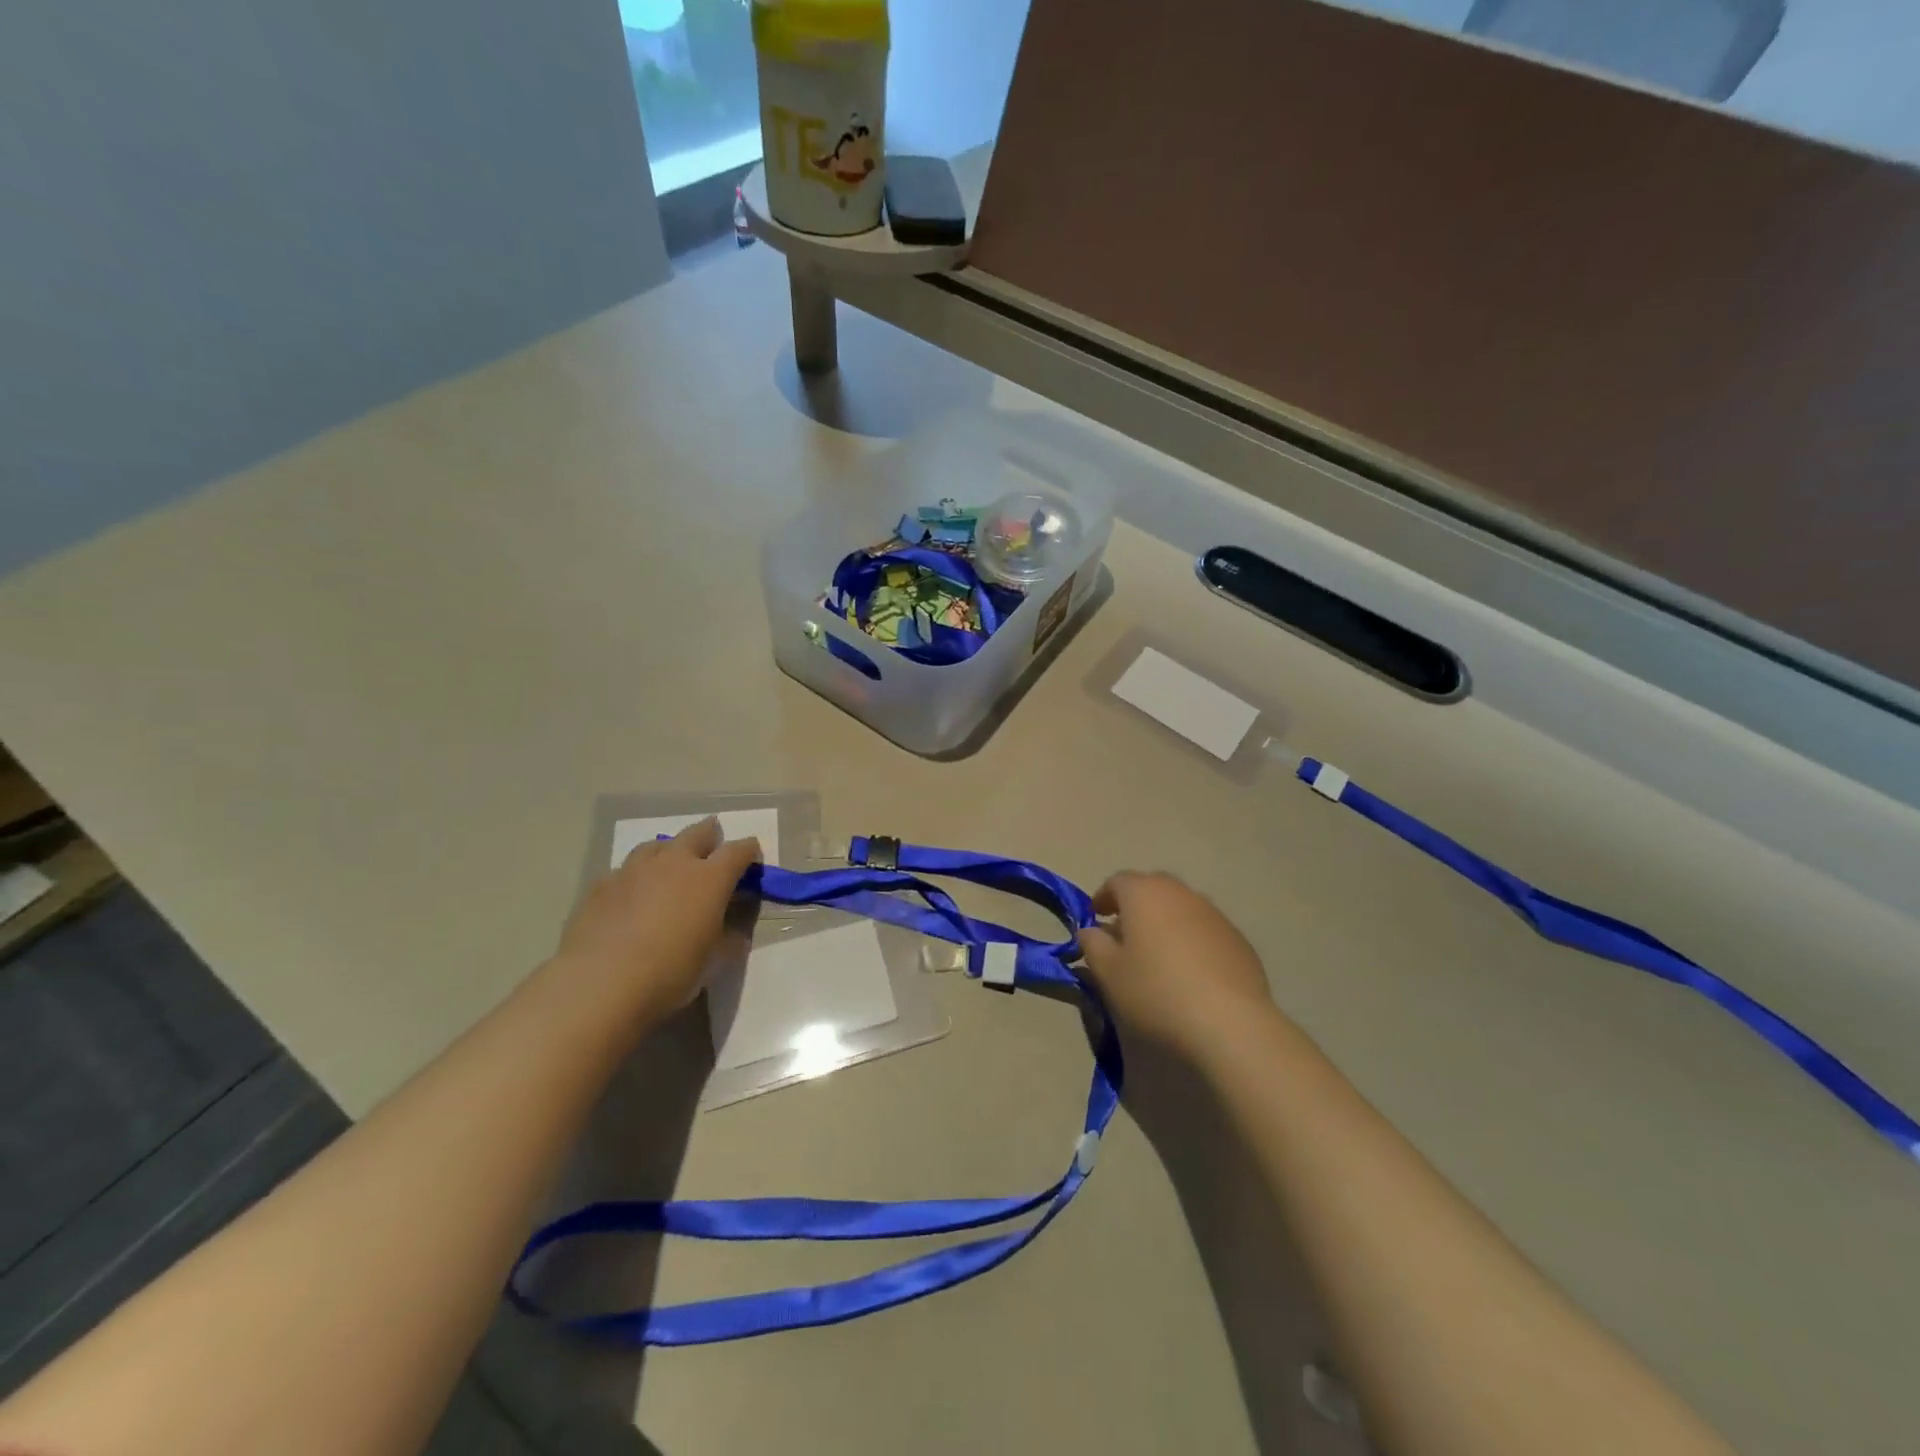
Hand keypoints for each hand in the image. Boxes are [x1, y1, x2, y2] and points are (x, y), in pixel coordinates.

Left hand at [555, 817, 761, 1024]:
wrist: (600, 984)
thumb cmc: (670, 973)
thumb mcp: (714, 961)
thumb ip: (730, 936)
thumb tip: (735, 928)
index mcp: (710, 878)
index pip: (739, 850)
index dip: (749, 851)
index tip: (752, 859)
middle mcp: (674, 862)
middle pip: (697, 833)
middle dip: (710, 835)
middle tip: (713, 845)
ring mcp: (634, 869)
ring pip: (657, 845)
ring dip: (670, 851)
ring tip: (670, 866)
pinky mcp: (601, 885)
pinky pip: (625, 870)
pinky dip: (636, 877)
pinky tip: (632, 896)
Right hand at [1077, 872, 1276, 1060]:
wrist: (1229, 1024)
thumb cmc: (1155, 993)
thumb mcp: (1108, 973)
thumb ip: (1092, 945)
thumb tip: (1090, 931)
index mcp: (1144, 893)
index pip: (1117, 882)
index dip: (1102, 898)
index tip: (1094, 919)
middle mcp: (1181, 893)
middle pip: (1152, 889)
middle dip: (1135, 906)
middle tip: (1124, 935)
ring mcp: (1215, 914)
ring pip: (1181, 908)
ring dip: (1165, 922)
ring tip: (1157, 956)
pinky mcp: (1239, 940)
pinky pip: (1205, 931)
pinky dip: (1191, 941)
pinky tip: (1190, 973)